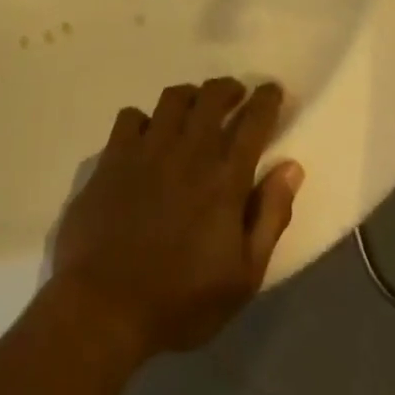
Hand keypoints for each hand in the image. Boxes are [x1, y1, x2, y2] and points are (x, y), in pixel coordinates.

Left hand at [52, 80, 304, 360]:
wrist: (104, 305)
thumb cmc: (181, 299)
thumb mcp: (244, 275)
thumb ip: (270, 216)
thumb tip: (291, 168)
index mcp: (224, 180)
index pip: (253, 122)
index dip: (266, 100)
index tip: (272, 90)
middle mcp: (187, 153)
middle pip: (211, 98)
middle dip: (229, 88)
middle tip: (236, 94)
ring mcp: (145, 151)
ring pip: (172, 99)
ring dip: (191, 96)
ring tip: (196, 107)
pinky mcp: (111, 159)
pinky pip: (131, 117)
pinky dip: (145, 118)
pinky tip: (148, 134)